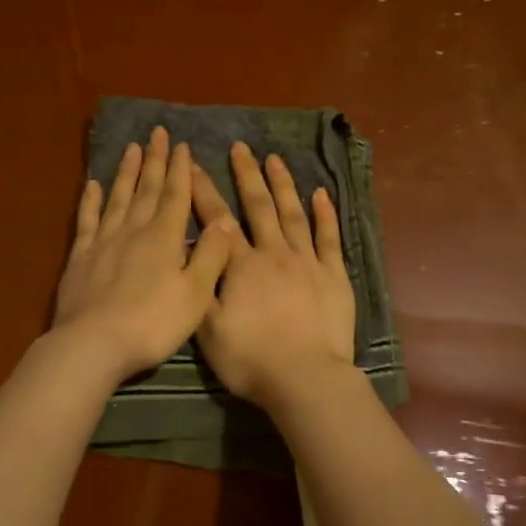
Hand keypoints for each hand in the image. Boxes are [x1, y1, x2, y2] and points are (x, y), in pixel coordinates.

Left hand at [52, 127, 233, 381]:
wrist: (94, 343)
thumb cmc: (153, 323)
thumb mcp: (195, 294)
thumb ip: (210, 256)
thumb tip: (224, 222)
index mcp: (164, 238)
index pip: (175, 196)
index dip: (179, 170)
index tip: (181, 145)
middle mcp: (134, 231)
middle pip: (146, 189)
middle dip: (154, 161)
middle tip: (156, 133)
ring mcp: (103, 242)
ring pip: (118, 198)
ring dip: (126, 172)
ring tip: (132, 148)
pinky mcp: (80, 258)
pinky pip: (87, 220)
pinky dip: (91, 200)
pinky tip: (93, 185)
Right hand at [193, 142, 356, 407]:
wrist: (305, 378)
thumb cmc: (250, 359)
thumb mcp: (207, 328)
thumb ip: (200, 285)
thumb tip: (192, 248)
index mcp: (240, 266)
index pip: (217, 220)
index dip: (204, 190)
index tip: (195, 165)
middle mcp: (273, 253)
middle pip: (258, 206)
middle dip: (247, 175)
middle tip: (241, 147)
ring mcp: (307, 262)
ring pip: (293, 214)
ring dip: (283, 185)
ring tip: (274, 159)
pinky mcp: (334, 276)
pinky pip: (329, 237)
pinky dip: (325, 214)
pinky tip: (321, 194)